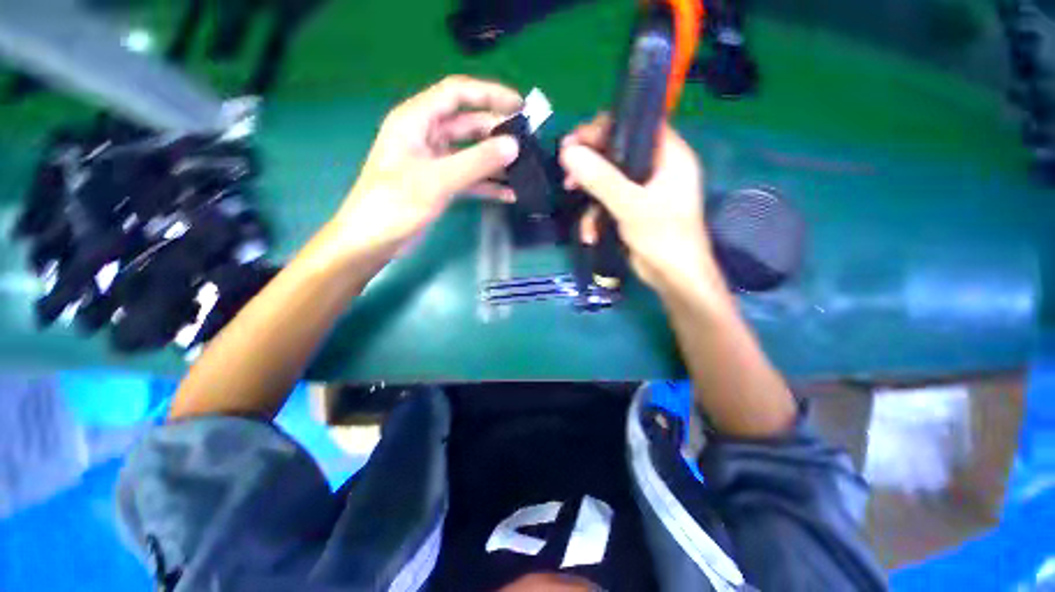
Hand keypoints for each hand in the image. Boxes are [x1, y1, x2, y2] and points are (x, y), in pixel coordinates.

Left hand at [333, 76, 522, 256]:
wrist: (374, 240)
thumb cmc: (396, 204)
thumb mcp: (437, 180)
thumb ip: (477, 162)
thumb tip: (513, 146)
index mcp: (416, 120)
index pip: (457, 94)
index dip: (489, 94)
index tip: (520, 106)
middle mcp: (427, 136)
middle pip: (468, 124)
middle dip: (497, 132)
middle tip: (528, 143)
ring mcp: (435, 163)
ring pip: (472, 154)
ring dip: (495, 162)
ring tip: (524, 169)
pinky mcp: (441, 185)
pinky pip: (470, 178)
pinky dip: (488, 185)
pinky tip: (509, 194)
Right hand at [559, 114, 716, 293]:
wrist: (673, 278)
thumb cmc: (663, 237)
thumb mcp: (631, 205)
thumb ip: (601, 178)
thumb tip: (568, 153)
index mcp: (669, 156)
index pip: (635, 126)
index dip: (604, 128)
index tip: (575, 141)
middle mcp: (656, 168)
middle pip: (617, 152)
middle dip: (590, 164)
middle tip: (567, 170)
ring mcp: (642, 191)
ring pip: (608, 180)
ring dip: (589, 196)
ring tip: (574, 202)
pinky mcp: (631, 210)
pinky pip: (607, 203)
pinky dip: (596, 217)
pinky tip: (591, 234)